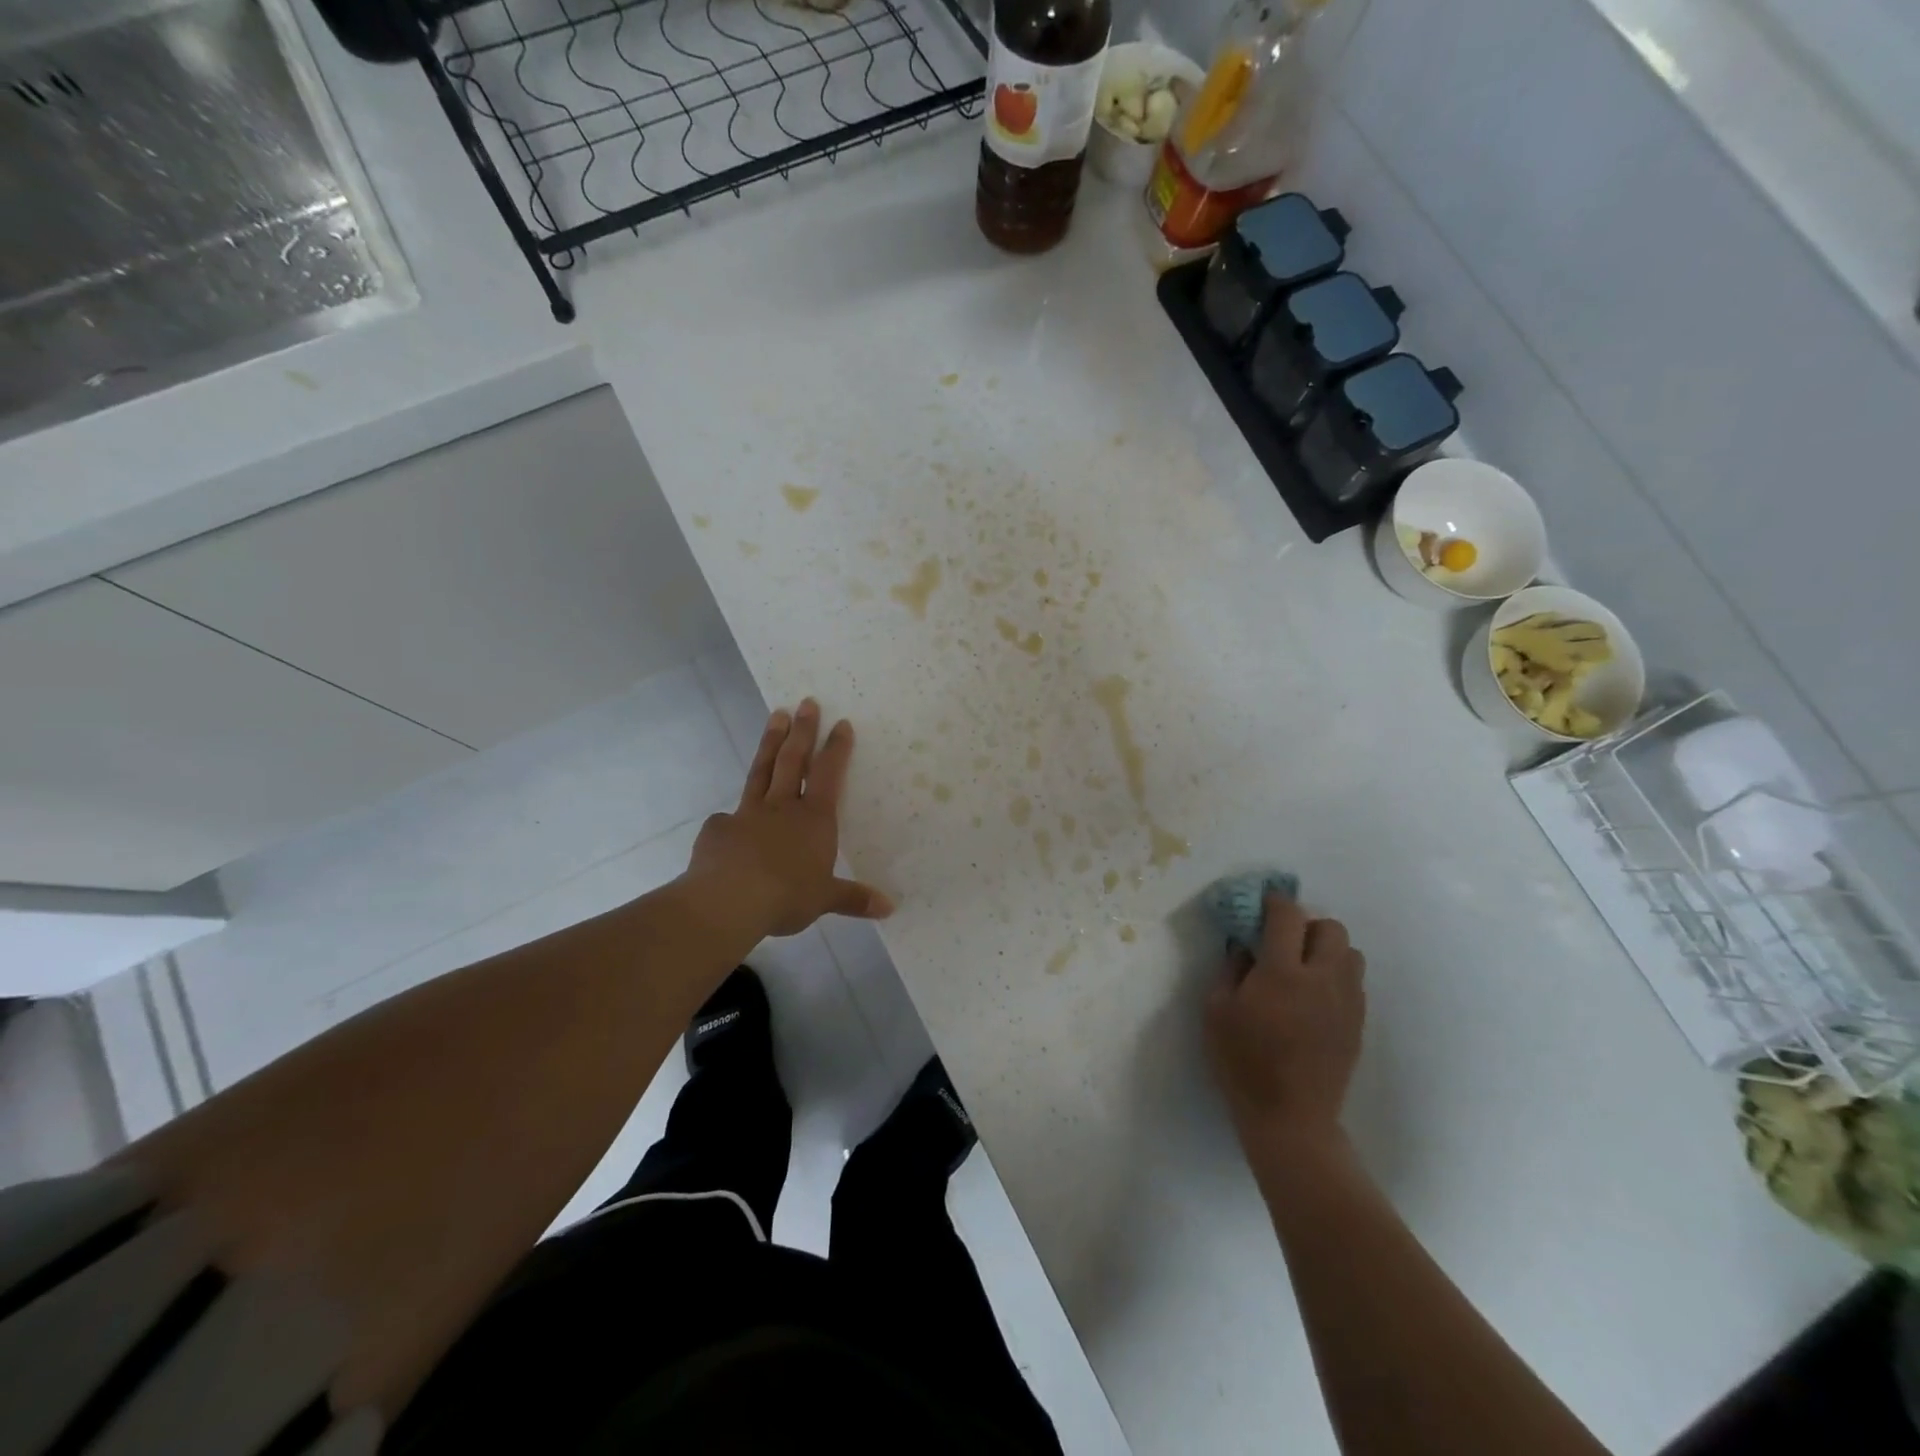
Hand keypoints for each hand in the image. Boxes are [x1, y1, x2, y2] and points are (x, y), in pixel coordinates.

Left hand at [681, 699, 892, 938]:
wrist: (728, 901)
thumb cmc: (787, 896)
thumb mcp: (825, 899)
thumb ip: (853, 899)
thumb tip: (889, 908)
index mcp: (814, 820)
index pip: (829, 775)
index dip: (836, 749)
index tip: (841, 723)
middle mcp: (782, 808)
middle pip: (794, 761)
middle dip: (803, 730)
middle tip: (807, 702)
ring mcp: (748, 814)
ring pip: (762, 771)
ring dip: (771, 742)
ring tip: (775, 715)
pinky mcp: (720, 828)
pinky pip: (728, 818)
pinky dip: (731, 817)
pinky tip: (728, 823)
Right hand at [1205, 893, 1365, 1153]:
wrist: (1290, 1118)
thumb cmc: (1243, 1063)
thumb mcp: (1216, 1011)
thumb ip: (1230, 969)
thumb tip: (1244, 945)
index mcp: (1282, 973)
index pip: (1288, 916)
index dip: (1275, 902)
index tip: (1262, 904)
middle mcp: (1322, 979)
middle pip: (1330, 928)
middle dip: (1306, 925)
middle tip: (1283, 942)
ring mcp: (1346, 1002)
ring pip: (1350, 953)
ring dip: (1326, 950)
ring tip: (1302, 968)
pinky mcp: (1358, 1024)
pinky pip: (1354, 982)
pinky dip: (1336, 976)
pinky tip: (1314, 997)